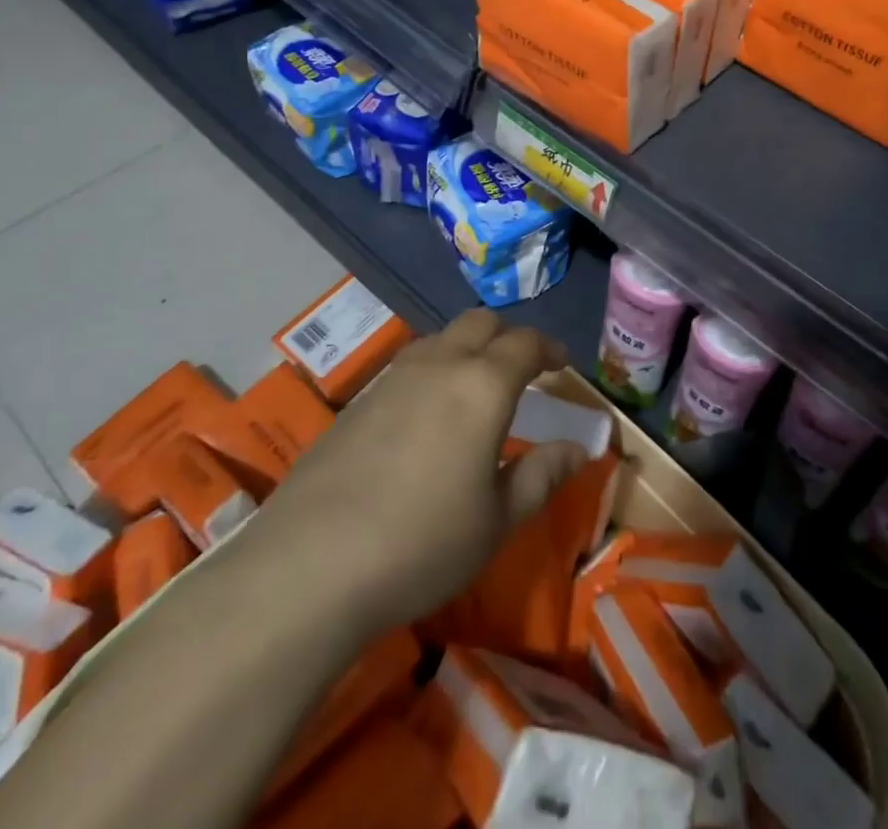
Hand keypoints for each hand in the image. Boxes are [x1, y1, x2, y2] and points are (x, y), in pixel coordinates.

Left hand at [252, 309, 585, 633]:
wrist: (310, 565)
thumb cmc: (423, 543)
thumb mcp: (497, 521)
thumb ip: (541, 476)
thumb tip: (577, 449)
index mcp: (482, 386)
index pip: (525, 343)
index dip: (548, 347)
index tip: (561, 362)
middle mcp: (438, 366)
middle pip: (479, 323)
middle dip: (507, 336)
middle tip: (521, 369)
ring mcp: (391, 380)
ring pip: (438, 339)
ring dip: (464, 349)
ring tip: (472, 388)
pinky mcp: (356, 403)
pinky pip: (406, 368)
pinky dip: (430, 374)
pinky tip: (424, 419)